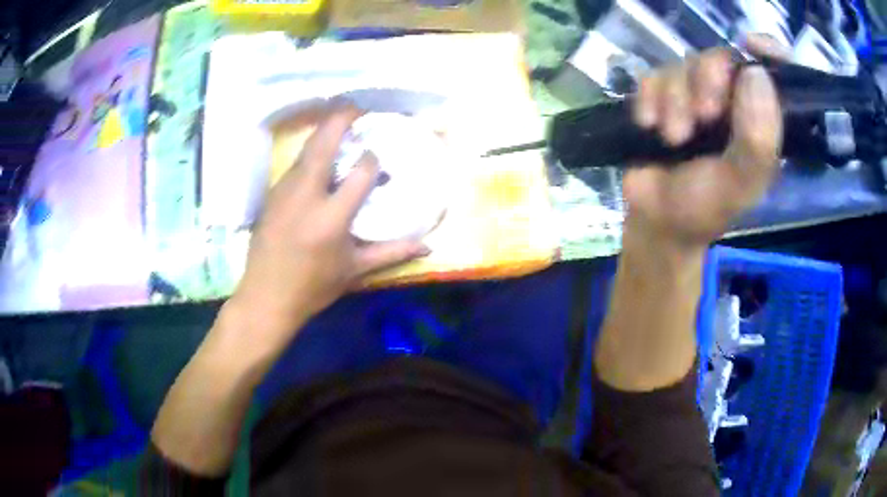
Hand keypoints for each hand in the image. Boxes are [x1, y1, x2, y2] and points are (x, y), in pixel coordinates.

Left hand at [226, 106, 428, 351]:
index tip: (378, 157)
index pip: (360, 172)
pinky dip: (310, 152)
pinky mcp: (272, 195)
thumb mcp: (355, 271)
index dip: (373, 159)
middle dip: (341, 120)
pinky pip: (295, 165)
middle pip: (324, 145)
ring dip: (324, 132)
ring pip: (306, 150)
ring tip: (340, 122)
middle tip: (357, 107)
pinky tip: (319, 155)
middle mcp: (306, 196)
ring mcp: (284, 192)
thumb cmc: (313, 287)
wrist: (265, 297)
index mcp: (331, 218)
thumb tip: (429, 245)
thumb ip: (392, 253)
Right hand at [624, 36, 784, 248]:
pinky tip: (649, 125)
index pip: (770, 72)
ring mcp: (693, 96)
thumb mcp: (740, 183)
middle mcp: (729, 101)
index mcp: (759, 120)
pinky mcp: (660, 96)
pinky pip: (652, 76)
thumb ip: (757, 140)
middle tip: (704, 115)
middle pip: (720, 59)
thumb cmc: (705, 206)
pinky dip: (649, 99)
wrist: (656, 219)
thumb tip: (756, 74)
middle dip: (708, 81)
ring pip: (683, 66)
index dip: (766, 51)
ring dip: (675, 100)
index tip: (751, 46)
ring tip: (673, 138)